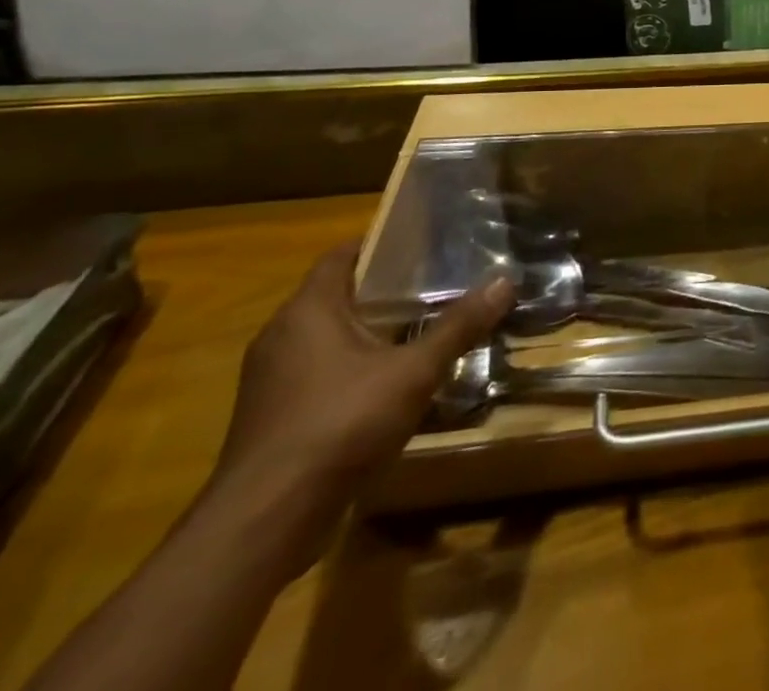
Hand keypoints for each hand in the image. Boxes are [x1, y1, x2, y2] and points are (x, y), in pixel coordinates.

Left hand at [203, 245, 513, 574]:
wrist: (263, 525)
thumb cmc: (338, 425)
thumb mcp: (413, 372)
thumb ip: (458, 327)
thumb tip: (505, 282)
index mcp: (307, 311)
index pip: (342, 255)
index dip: (382, 244)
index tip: (426, 242)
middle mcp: (281, 337)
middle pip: (339, 296)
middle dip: (386, 290)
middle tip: (438, 284)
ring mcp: (271, 382)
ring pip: (329, 339)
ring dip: (372, 334)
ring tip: (424, 330)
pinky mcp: (273, 419)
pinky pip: (320, 375)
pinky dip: (354, 370)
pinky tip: (392, 385)